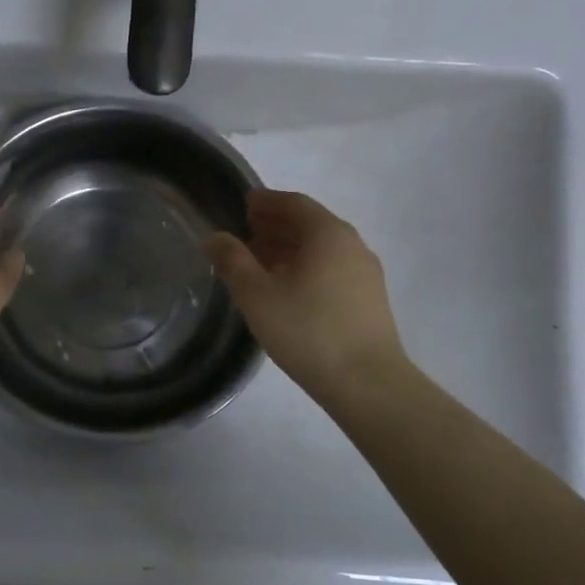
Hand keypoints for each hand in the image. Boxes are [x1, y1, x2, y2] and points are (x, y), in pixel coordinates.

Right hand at [206, 189, 409, 407]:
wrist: (367, 383)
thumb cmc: (307, 331)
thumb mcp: (257, 295)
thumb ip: (232, 261)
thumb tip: (215, 237)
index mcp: (328, 233)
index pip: (294, 203)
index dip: (266, 202)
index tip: (243, 205)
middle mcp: (352, 244)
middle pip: (310, 224)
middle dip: (276, 225)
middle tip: (246, 233)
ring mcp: (365, 273)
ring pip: (321, 249)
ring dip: (290, 249)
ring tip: (260, 263)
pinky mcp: (369, 299)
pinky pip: (332, 269)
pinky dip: (306, 267)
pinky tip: (288, 289)